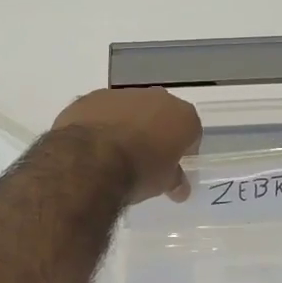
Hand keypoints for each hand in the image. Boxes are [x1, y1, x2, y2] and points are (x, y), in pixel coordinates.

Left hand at [51, 88, 201, 202]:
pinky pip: (102, 111)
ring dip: (127, 125)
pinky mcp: (92, 97)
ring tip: (114, 153)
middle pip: (161, 114)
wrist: (90, 160)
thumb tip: (180, 189)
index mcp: (181, 115)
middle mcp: (156, 97)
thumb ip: (174, 180)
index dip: (184, 149)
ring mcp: (122, 94)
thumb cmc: (138, 172)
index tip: (174, 165)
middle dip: (156, 132)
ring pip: (130, 109)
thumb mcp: (163, 183)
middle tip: (146, 158)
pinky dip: (100, 124)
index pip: (191, 131)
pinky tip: (91, 146)